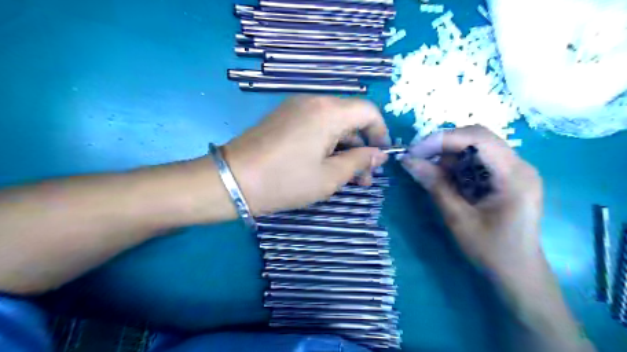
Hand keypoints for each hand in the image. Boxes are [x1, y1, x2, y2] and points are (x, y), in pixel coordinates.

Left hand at [220, 97, 390, 216]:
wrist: (232, 180)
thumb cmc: (285, 181)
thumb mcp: (329, 177)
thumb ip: (359, 162)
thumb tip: (378, 155)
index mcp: (329, 112)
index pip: (368, 112)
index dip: (380, 133)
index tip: (380, 157)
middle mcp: (314, 101)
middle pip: (350, 118)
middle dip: (361, 147)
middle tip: (363, 177)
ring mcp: (295, 107)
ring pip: (333, 124)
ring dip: (344, 148)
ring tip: (346, 177)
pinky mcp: (284, 117)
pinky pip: (315, 125)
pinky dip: (326, 143)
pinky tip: (324, 165)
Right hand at [401, 125, 543, 272]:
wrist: (517, 273)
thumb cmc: (491, 251)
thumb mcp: (458, 218)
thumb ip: (435, 185)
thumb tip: (407, 160)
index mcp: (514, 175)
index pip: (478, 138)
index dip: (442, 139)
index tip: (414, 151)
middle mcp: (519, 165)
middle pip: (477, 137)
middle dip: (443, 145)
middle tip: (419, 159)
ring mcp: (513, 170)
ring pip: (475, 146)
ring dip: (448, 155)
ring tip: (430, 173)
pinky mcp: (505, 177)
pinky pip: (476, 160)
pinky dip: (456, 165)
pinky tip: (445, 179)